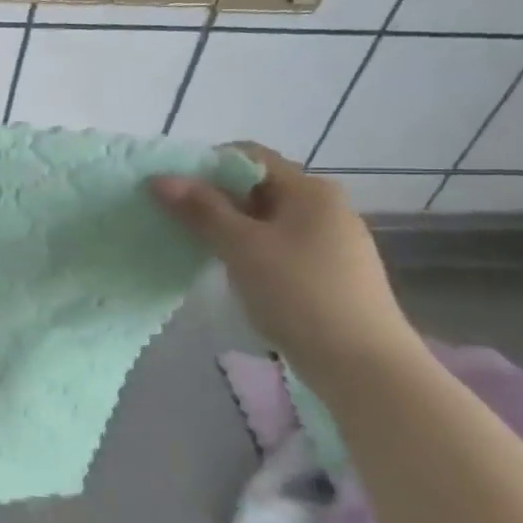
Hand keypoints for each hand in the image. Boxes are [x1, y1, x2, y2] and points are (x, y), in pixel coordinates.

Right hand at [149, 143, 417, 369]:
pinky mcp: (329, 271)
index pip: (249, 156)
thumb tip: (159, 178)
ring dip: (229, 226)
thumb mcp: (241, 247)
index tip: (172, 188)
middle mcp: (324, 206)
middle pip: (257, 187)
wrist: (363, 366)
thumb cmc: (298, 293)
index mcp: (309, 189)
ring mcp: (331, 240)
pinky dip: (250, 249)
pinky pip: (279, 245)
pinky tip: (233, 271)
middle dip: (214, 198)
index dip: (206, 165)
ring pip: (266, 219)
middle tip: (176, 218)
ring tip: (197, 246)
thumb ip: (200, 209)